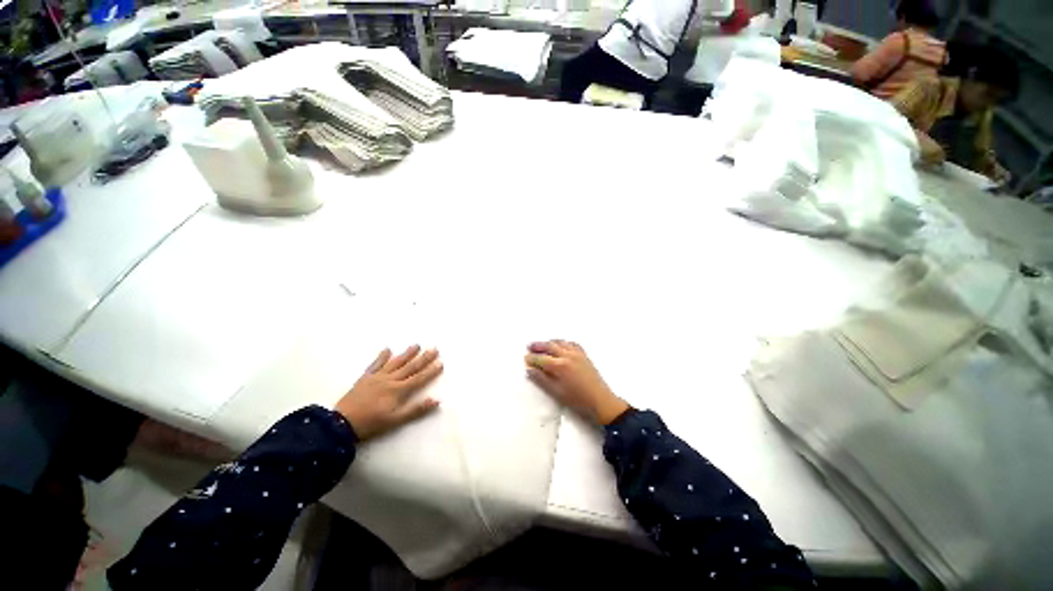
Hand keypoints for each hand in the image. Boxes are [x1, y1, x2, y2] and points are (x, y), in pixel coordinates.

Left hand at [335, 346, 442, 440]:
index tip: (441, 363)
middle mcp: (390, 380)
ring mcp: (377, 377)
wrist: (341, 424)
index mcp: (398, 390)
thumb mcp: (396, 421)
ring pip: (396, 362)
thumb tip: (436, 400)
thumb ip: (416, 410)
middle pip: (410, 367)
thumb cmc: (371, 423)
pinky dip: (382, 356)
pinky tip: (387, 349)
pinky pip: (375, 364)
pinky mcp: (365, 377)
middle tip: (434, 349)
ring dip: (407, 353)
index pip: (419, 379)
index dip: (431, 371)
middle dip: (424, 358)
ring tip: (417, 345)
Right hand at [525, 340, 628, 425]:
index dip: (532, 358)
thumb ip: (542, 379)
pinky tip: (561, 345)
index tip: (525, 358)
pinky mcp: (584, 355)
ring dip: (550, 342)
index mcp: (560, 366)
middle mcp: (568, 355)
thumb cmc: (577, 399)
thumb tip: (529, 369)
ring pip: (561, 342)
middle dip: (539, 345)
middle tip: (529, 346)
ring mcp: (577, 353)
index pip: (541, 358)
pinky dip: (563, 342)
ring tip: (543, 344)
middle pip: (550, 346)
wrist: (600, 400)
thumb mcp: (556, 392)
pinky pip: (572, 344)